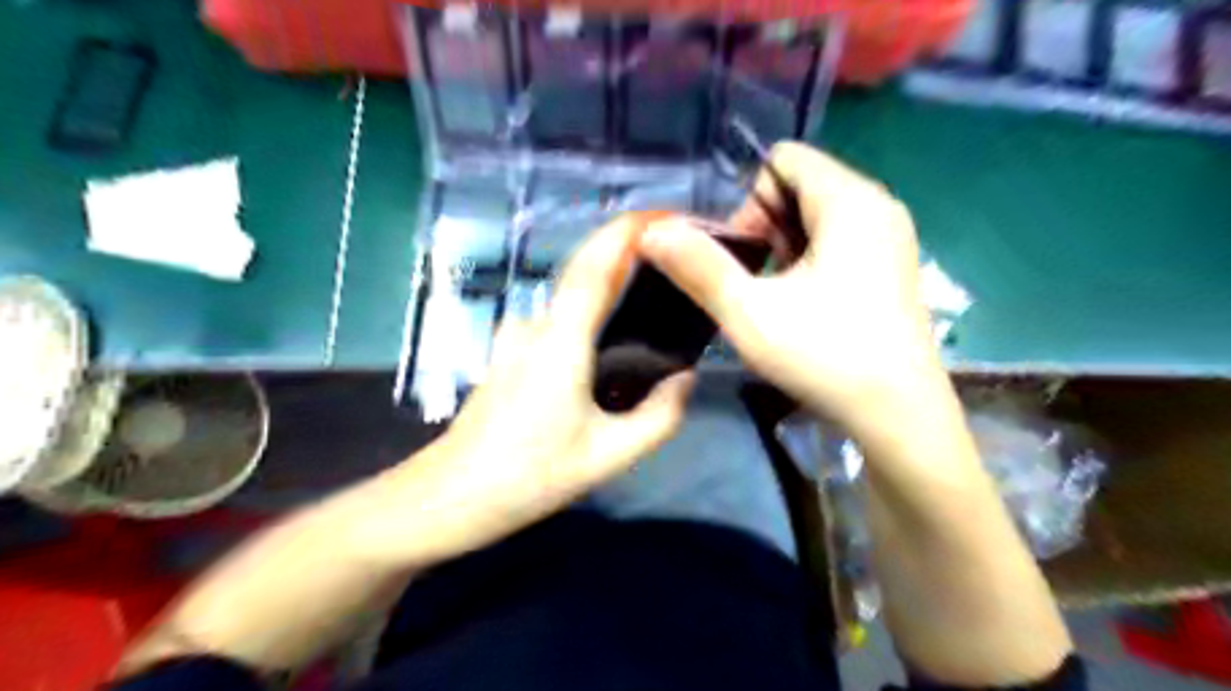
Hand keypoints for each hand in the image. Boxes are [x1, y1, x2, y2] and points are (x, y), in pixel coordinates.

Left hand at [413, 212, 694, 551]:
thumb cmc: (529, 476)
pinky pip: (559, 324)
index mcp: (560, 341)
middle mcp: (536, 326)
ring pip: (572, 303)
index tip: (661, 214)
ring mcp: (516, 339)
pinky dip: (589, 320)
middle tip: (672, 266)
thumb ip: (658, 417)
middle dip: (627, 257)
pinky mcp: (509, 356)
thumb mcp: (608, 456)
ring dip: (608, 293)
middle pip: (585, 275)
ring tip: (649, 310)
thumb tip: (684, 379)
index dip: (626, 233)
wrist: (449, 498)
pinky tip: (608, 351)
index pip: (595, 267)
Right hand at [640, 141, 939, 435]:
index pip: (783, 160)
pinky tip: (803, 304)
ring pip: (815, 214)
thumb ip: (698, 267)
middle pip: (799, 185)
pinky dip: (807, 259)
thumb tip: (651, 232)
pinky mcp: (890, 264)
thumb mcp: (749, 313)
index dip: (748, 201)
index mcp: (851, 201)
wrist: (899, 417)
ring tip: (777, 296)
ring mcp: (889, 236)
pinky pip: (836, 238)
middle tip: (756, 282)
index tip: (744, 256)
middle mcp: (878, 205)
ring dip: (782, 246)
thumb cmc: (826, 358)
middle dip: (763, 225)